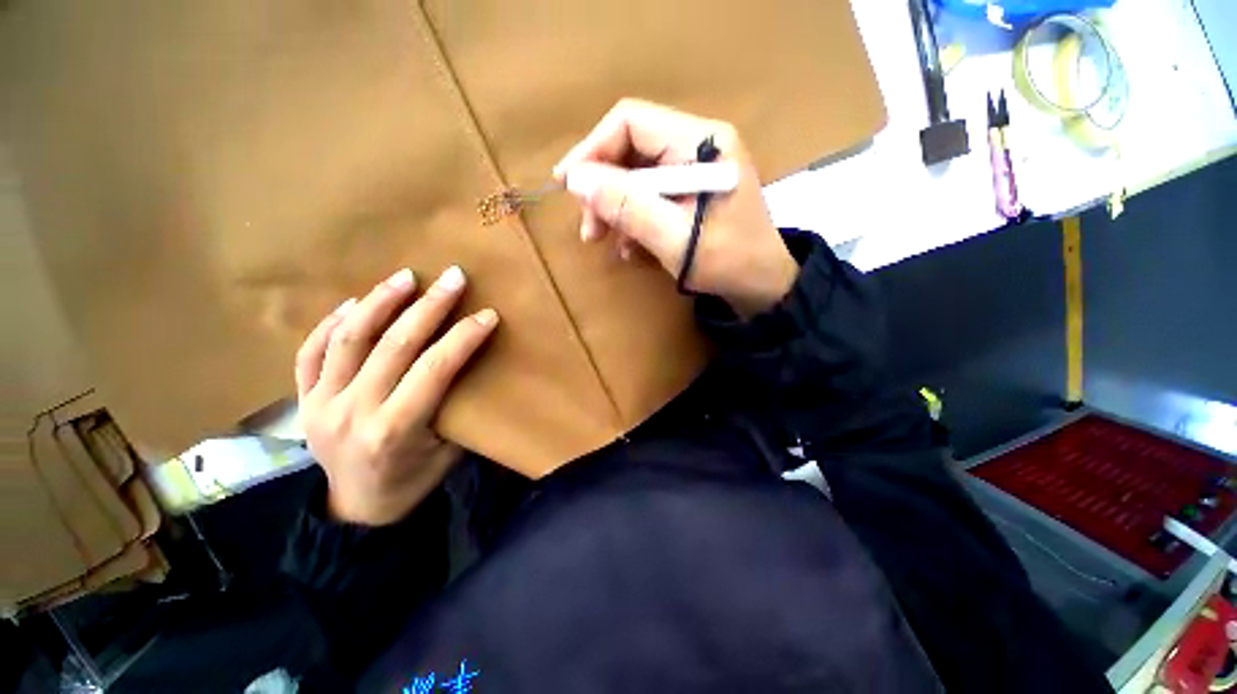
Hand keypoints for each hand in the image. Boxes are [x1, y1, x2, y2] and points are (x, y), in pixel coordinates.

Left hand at [295, 266, 498, 525]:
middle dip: (430, 306)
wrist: (356, 510)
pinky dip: (332, 323)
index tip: (487, 315)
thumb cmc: (412, 482)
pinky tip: (354, 303)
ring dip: (380, 302)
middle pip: (394, 345)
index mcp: (394, 430)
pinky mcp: (303, 400)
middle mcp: (352, 412)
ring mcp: (320, 404)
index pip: (435, 369)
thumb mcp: (449, 452)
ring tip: (406, 276)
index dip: (464, 337)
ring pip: (349, 339)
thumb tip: (471, 364)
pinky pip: (311, 352)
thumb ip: (456, 407)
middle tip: (454, 278)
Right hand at [555, 98, 798, 318]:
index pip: (632, 122)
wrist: (762, 287)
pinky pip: (650, 193)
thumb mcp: (674, 239)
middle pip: (631, 148)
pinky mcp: (691, 191)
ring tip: (603, 240)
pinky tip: (629, 245)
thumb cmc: (727, 264)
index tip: (568, 185)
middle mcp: (698, 145)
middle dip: (603, 187)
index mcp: (701, 143)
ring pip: (636, 174)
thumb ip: (628, 207)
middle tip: (589, 229)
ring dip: (615, 206)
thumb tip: (577, 179)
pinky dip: (632, 217)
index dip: (593, 149)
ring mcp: (694, 168)